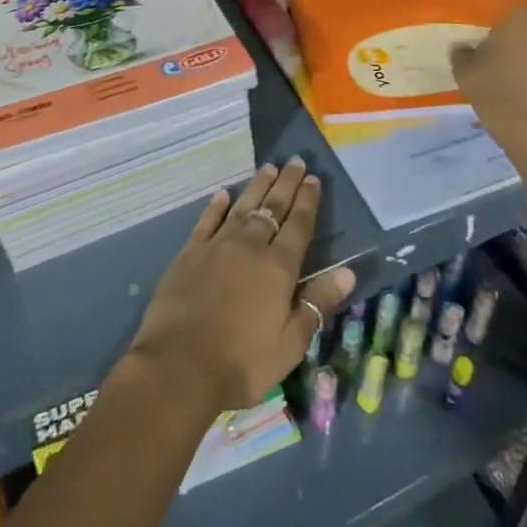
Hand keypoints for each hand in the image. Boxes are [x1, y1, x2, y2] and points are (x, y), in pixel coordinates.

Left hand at [126, 158, 354, 414]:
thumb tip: (347, 272)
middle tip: (296, 161)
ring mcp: (217, 246)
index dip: (308, 201)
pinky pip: (206, 221)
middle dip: (286, 184)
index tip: (314, 179)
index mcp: (278, 268)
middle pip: (272, 208)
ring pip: (242, 207)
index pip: (298, 226)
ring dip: (257, 187)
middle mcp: (249, 247)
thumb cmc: (241, 362)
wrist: (178, 365)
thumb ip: (317, 304)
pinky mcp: (189, 253)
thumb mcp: (290, 344)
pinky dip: (216, 206)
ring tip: (268, 168)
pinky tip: (222, 195)